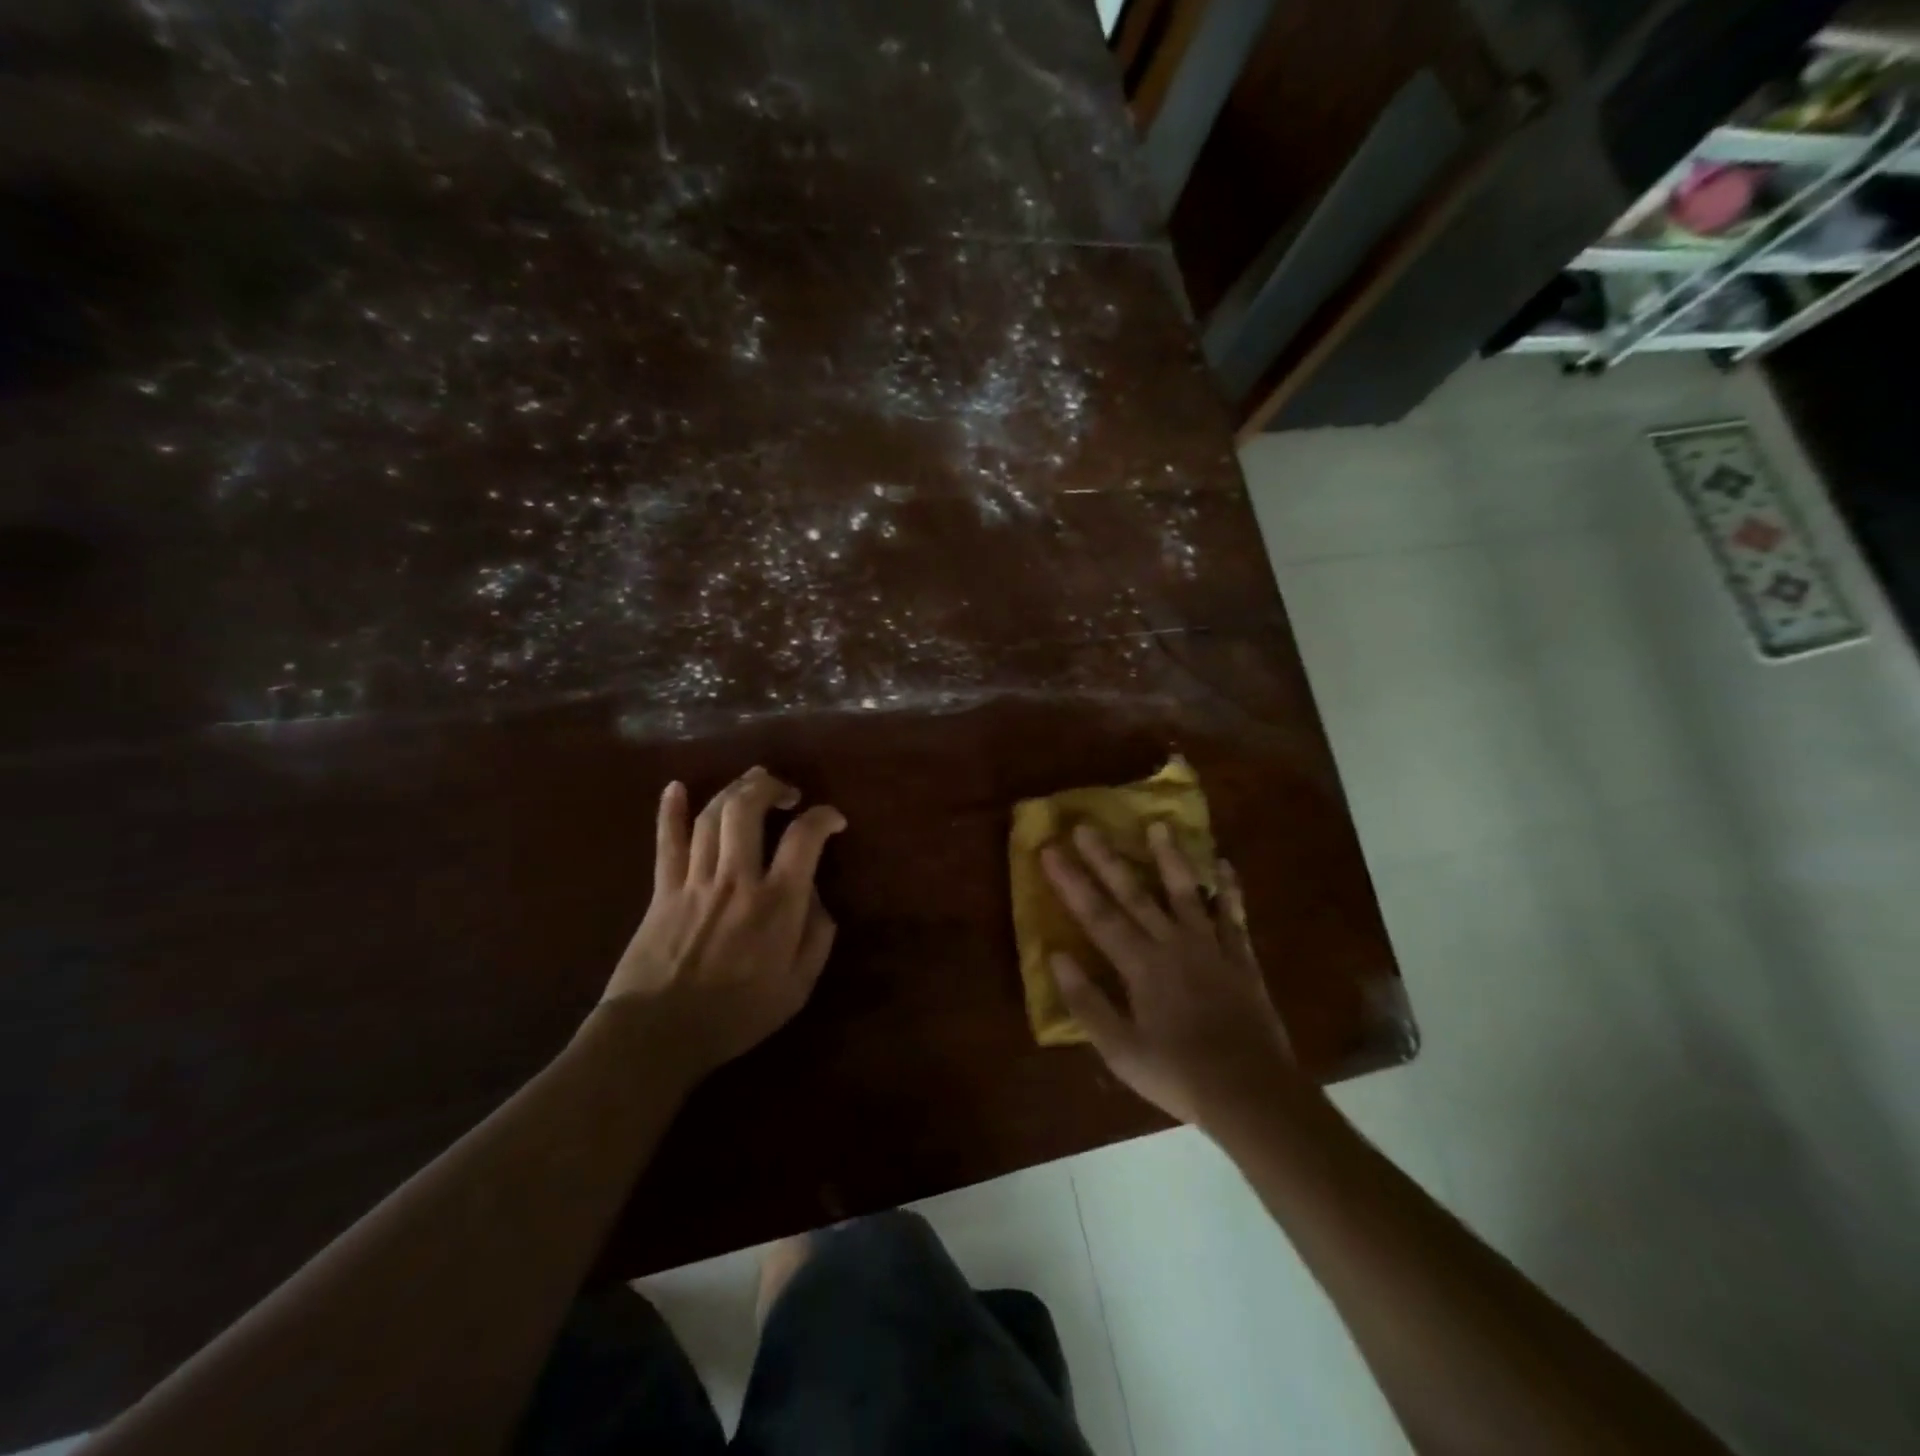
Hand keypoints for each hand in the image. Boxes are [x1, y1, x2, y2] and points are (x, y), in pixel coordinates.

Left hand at [600, 767, 845, 1085]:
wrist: (657, 1035)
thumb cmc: (736, 1016)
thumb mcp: (797, 987)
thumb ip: (817, 937)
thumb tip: (818, 898)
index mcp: (776, 902)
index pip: (804, 837)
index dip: (824, 817)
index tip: (834, 819)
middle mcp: (736, 878)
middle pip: (748, 809)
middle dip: (770, 787)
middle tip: (787, 791)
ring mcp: (695, 880)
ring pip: (712, 816)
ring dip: (734, 789)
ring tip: (752, 782)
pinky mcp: (662, 890)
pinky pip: (667, 842)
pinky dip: (670, 811)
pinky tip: (675, 787)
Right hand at [1041, 823, 1295, 1127]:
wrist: (1252, 1094)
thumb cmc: (1179, 1076)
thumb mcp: (1120, 1051)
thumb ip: (1086, 1002)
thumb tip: (1056, 956)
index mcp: (1140, 966)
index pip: (1096, 914)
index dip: (1070, 880)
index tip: (1050, 849)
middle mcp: (1173, 944)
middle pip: (1134, 893)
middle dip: (1106, 858)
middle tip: (1087, 826)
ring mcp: (1211, 947)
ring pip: (1186, 892)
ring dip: (1170, 857)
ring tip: (1159, 825)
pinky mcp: (1241, 958)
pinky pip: (1233, 916)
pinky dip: (1229, 890)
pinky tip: (1224, 865)